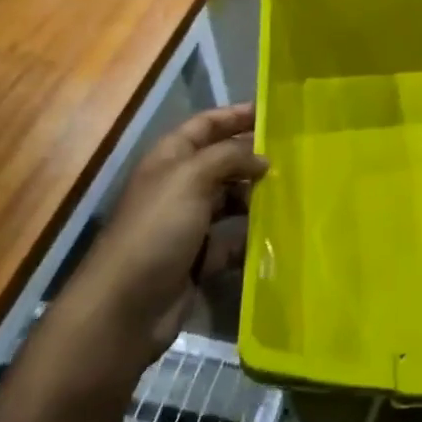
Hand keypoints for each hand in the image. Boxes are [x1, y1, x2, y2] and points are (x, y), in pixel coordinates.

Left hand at [79, 103, 267, 364]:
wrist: (125, 308)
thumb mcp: (191, 179)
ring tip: (293, 195)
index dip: (236, 115)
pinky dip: (251, 238)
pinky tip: (279, 235)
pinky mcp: (198, 258)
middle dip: (253, 158)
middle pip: (222, 162)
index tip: (274, 114)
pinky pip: (232, 241)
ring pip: (230, 201)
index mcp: (170, 158)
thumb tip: (262, 159)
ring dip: (257, 198)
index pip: (206, 125)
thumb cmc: (157, 230)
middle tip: (295, 158)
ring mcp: (188, 224)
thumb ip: (229, 157)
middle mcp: (179, 186)